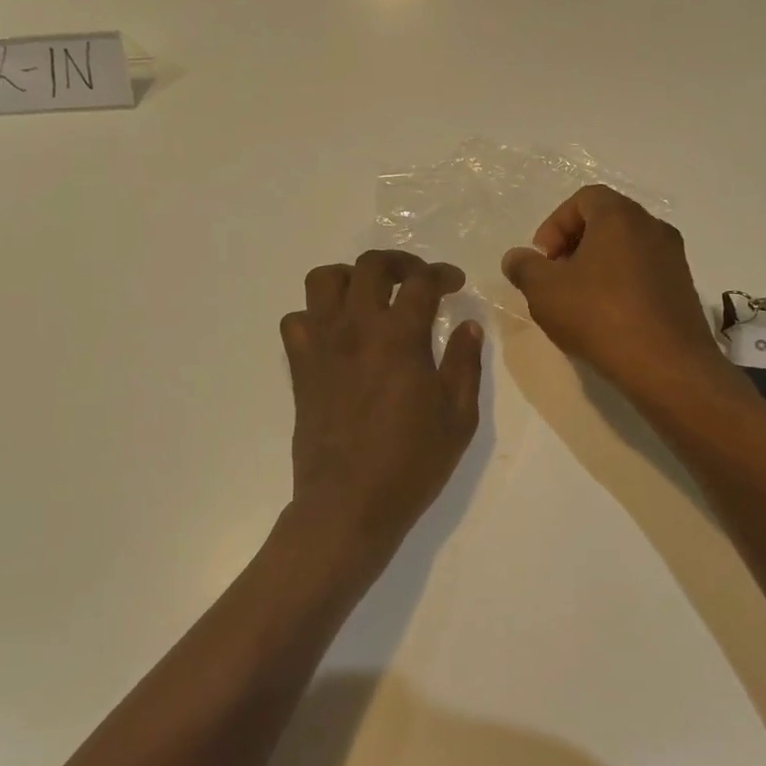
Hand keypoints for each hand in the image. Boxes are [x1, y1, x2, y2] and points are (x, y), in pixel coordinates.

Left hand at [280, 251, 483, 576]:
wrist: (348, 503)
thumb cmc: (411, 464)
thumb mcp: (458, 417)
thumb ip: (465, 364)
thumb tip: (469, 325)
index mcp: (400, 337)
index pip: (421, 282)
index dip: (442, 274)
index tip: (454, 283)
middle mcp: (356, 328)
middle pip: (370, 266)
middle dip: (399, 262)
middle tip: (417, 279)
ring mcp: (322, 345)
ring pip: (323, 280)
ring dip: (350, 277)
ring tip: (370, 296)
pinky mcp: (300, 367)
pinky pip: (296, 321)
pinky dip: (316, 315)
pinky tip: (336, 334)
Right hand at [501, 186, 725, 401]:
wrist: (666, 365)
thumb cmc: (599, 316)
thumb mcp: (544, 291)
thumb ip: (524, 267)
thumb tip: (515, 257)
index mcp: (620, 217)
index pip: (584, 198)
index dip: (555, 224)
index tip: (543, 258)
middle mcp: (653, 228)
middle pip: (606, 222)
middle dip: (574, 245)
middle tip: (555, 278)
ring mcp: (674, 259)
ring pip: (626, 249)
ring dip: (597, 267)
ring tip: (577, 302)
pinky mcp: (683, 289)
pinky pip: (643, 274)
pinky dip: (620, 285)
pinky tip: (605, 318)